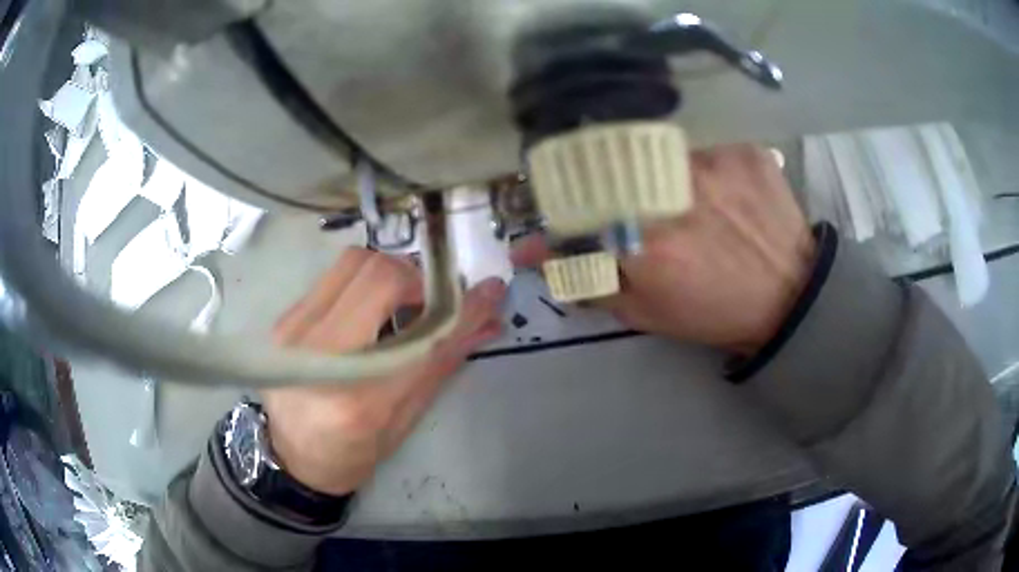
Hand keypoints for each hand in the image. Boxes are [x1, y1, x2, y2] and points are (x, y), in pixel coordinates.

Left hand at [262, 248, 505, 494]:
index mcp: (359, 400)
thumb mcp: (405, 420)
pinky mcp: (285, 320)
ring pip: (352, 264)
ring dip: (388, 274)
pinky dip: (362, 283)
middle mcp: (319, 355)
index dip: (459, 307)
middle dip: (416, 279)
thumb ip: (443, 363)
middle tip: (430, 301)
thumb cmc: (354, 451)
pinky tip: (369, 311)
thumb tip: (486, 320)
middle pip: (375, 273)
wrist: (294, 456)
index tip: (487, 290)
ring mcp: (294, 332)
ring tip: (401, 302)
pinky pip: (333, 278)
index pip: (420, 335)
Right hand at [514, 144, 814, 355]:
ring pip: (656, 148)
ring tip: (687, 201)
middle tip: (634, 208)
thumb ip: (587, 279)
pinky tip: (720, 189)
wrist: (791, 296)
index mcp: (644, 242)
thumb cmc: (714, 311)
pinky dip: (700, 164)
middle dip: (606, 182)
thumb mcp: (644, 311)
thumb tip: (531, 252)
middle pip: (609, 162)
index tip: (556, 214)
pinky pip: (701, 143)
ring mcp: (712, 163)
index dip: (559, 205)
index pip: (572, 203)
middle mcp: (673, 192)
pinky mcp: (741, 149)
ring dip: (657, 172)